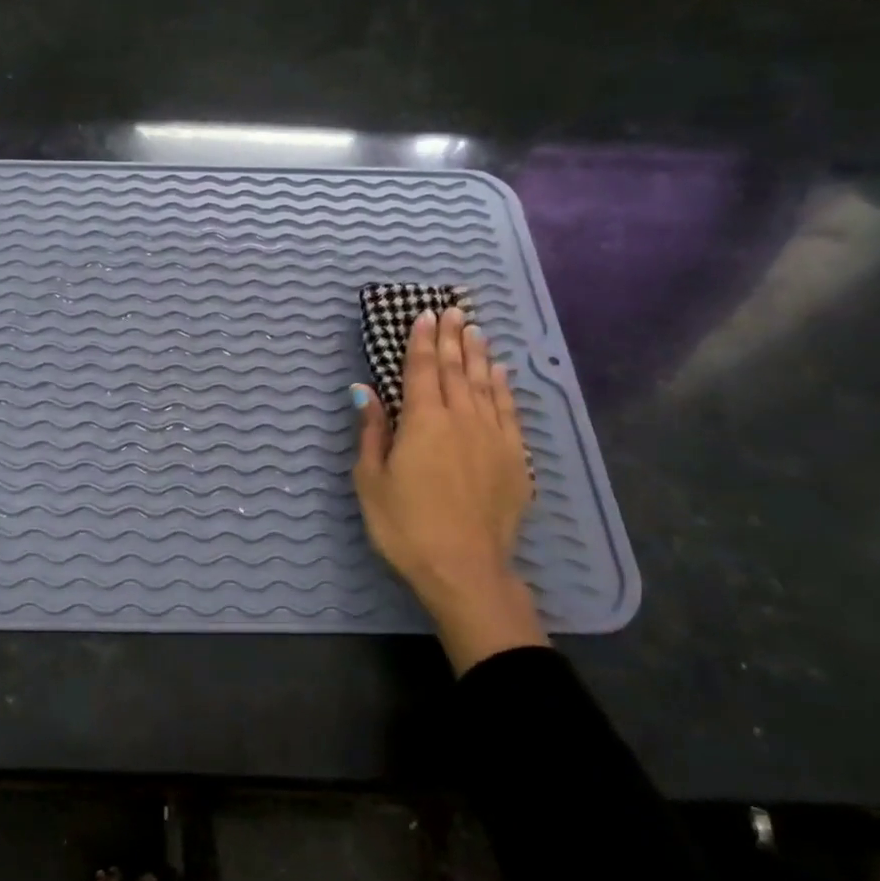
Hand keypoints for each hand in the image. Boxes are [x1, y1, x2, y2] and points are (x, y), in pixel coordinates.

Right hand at [352, 307, 546, 672]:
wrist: (465, 569)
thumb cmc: (405, 526)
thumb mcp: (371, 480)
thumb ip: (372, 431)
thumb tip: (364, 390)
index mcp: (423, 421)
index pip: (423, 369)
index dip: (423, 340)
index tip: (426, 315)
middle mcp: (462, 419)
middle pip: (457, 369)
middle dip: (453, 338)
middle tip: (453, 311)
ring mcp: (493, 437)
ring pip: (485, 385)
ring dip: (478, 355)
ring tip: (476, 331)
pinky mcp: (515, 459)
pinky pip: (509, 411)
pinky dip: (503, 388)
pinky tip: (501, 374)